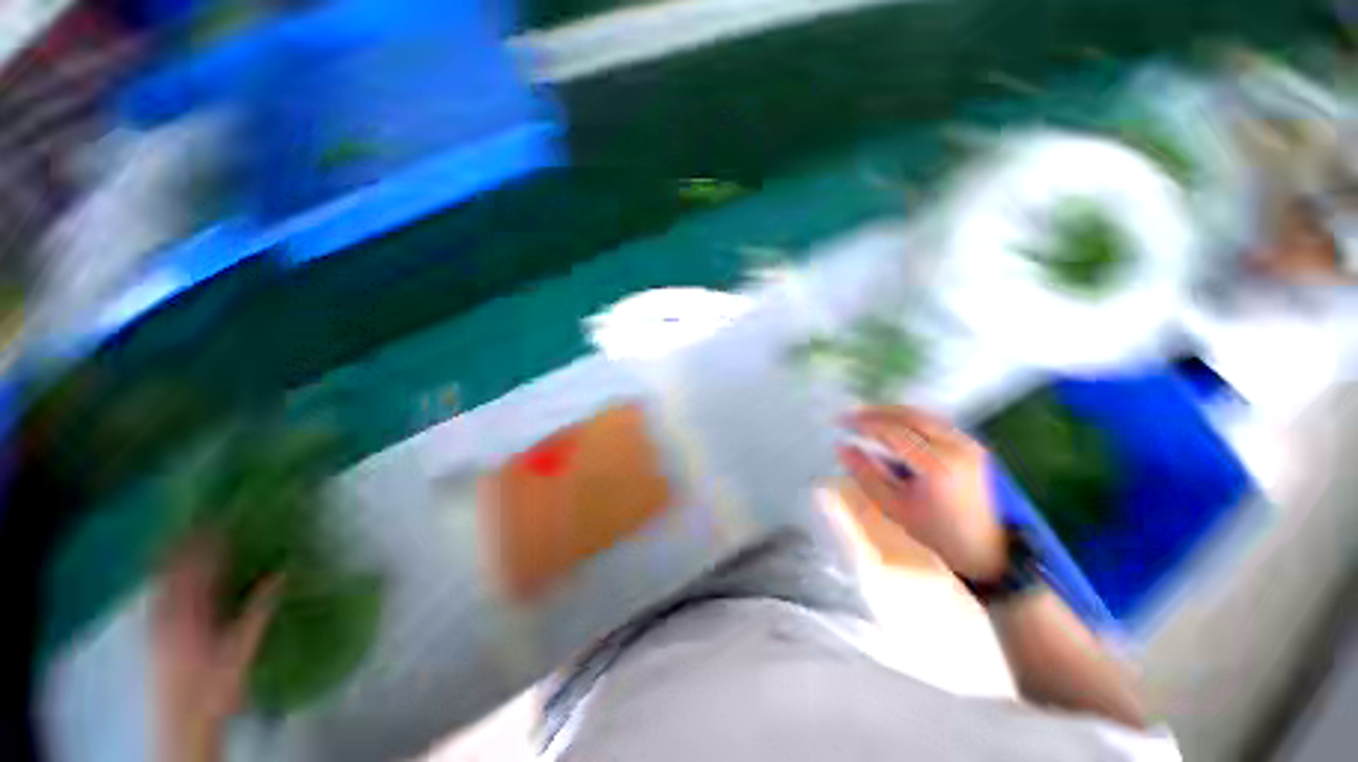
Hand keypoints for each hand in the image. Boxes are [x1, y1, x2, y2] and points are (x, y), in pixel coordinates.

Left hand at [153, 536, 280, 761]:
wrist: (183, 717)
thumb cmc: (217, 681)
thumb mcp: (243, 646)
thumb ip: (259, 608)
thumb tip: (281, 573)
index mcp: (193, 609)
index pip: (202, 563)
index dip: (211, 538)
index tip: (222, 515)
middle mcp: (170, 608)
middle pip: (177, 565)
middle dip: (188, 540)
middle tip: (201, 517)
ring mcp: (157, 618)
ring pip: (164, 577)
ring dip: (174, 555)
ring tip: (184, 535)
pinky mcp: (153, 629)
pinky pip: (158, 591)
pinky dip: (165, 575)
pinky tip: (170, 571)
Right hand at [838, 406, 1005, 579]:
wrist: (988, 552)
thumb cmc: (937, 534)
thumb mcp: (894, 508)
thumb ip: (865, 474)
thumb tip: (843, 448)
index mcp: (938, 465)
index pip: (892, 432)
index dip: (862, 423)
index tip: (839, 421)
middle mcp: (957, 447)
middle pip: (908, 415)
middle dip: (875, 412)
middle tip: (850, 414)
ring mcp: (968, 443)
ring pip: (922, 414)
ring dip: (891, 412)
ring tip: (866, 416)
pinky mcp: (972, 445)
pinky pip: (935, 421)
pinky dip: (909, 418)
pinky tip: (893, 423)